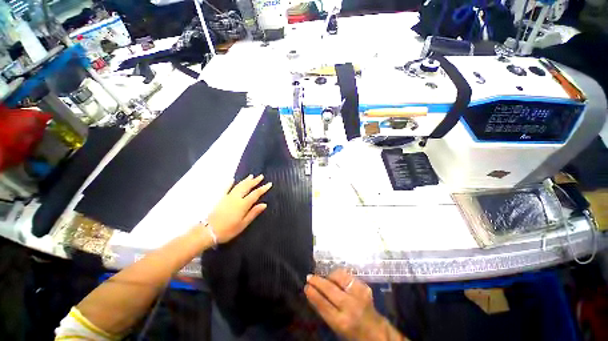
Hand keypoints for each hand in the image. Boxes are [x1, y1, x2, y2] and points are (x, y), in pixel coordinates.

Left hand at [207, 174, 271, 242]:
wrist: (208, 231)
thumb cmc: (228, 230)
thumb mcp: (243, 224)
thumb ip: (253, 213)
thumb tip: (264, 204)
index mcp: (243, 204)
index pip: (255, 194)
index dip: (263, 188)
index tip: (269, 184)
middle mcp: (236, 198)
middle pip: (247, 187)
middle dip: (255, 181)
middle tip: (261, 176)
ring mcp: (227, 197)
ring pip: (238, 186)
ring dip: (245, 180)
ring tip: (251, 176)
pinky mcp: (220, 199)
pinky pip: (226, 188)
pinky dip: (229, 183)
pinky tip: (232, 179)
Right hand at [305, 269, 386, 340]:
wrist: (376, 331)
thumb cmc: (352, 331)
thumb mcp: (336, 326)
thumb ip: (325, 310)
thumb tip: (311, 292)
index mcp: (342, 322)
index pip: (323, 304)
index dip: (313, 294)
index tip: (306, 286)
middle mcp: (351, 307)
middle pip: (330, 289)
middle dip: (317, 281)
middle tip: (309, 277)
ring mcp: (359, 295)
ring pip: (339, 277)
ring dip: (329, 276)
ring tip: (325, 278)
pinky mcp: (364, 287)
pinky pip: (347, 275)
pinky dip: (339, 275)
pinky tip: (336, 279)